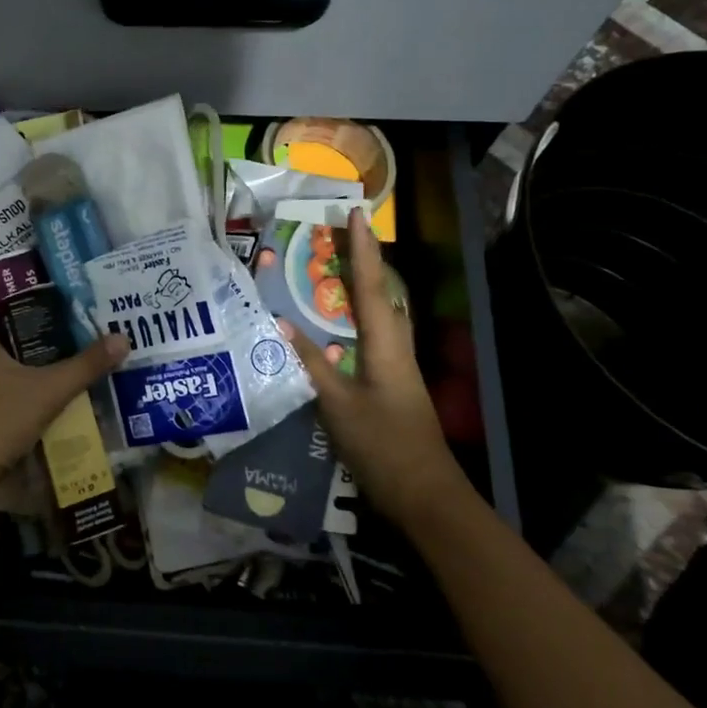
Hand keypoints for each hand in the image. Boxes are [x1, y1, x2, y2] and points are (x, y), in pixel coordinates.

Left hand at [0, 239, 128, 520]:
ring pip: (1, 361)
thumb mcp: (44, 393)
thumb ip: (83, 368)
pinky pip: (11, 391)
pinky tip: (54, 389)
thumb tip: (122, 338)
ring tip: (59, 332)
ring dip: (23, 347)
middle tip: (36, 282)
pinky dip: (29, 383)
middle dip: (6, 305)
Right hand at [278, 208, 468, 527]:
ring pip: (376, 314)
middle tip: (334, 235)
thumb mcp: (338, 405)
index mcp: (385, 345)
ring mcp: (396, 366)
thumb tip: (281, 325)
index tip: (355, 212)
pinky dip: (352, 319)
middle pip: (377, 293)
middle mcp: (395, 346)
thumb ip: (312, 363)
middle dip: (359, 260)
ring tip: (329, 270)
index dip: (361, 248)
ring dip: (356, 288)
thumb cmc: (382, 445)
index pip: (370, 285)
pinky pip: (370, 337)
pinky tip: (333, 327)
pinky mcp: (391, 383)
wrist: (425, 494)